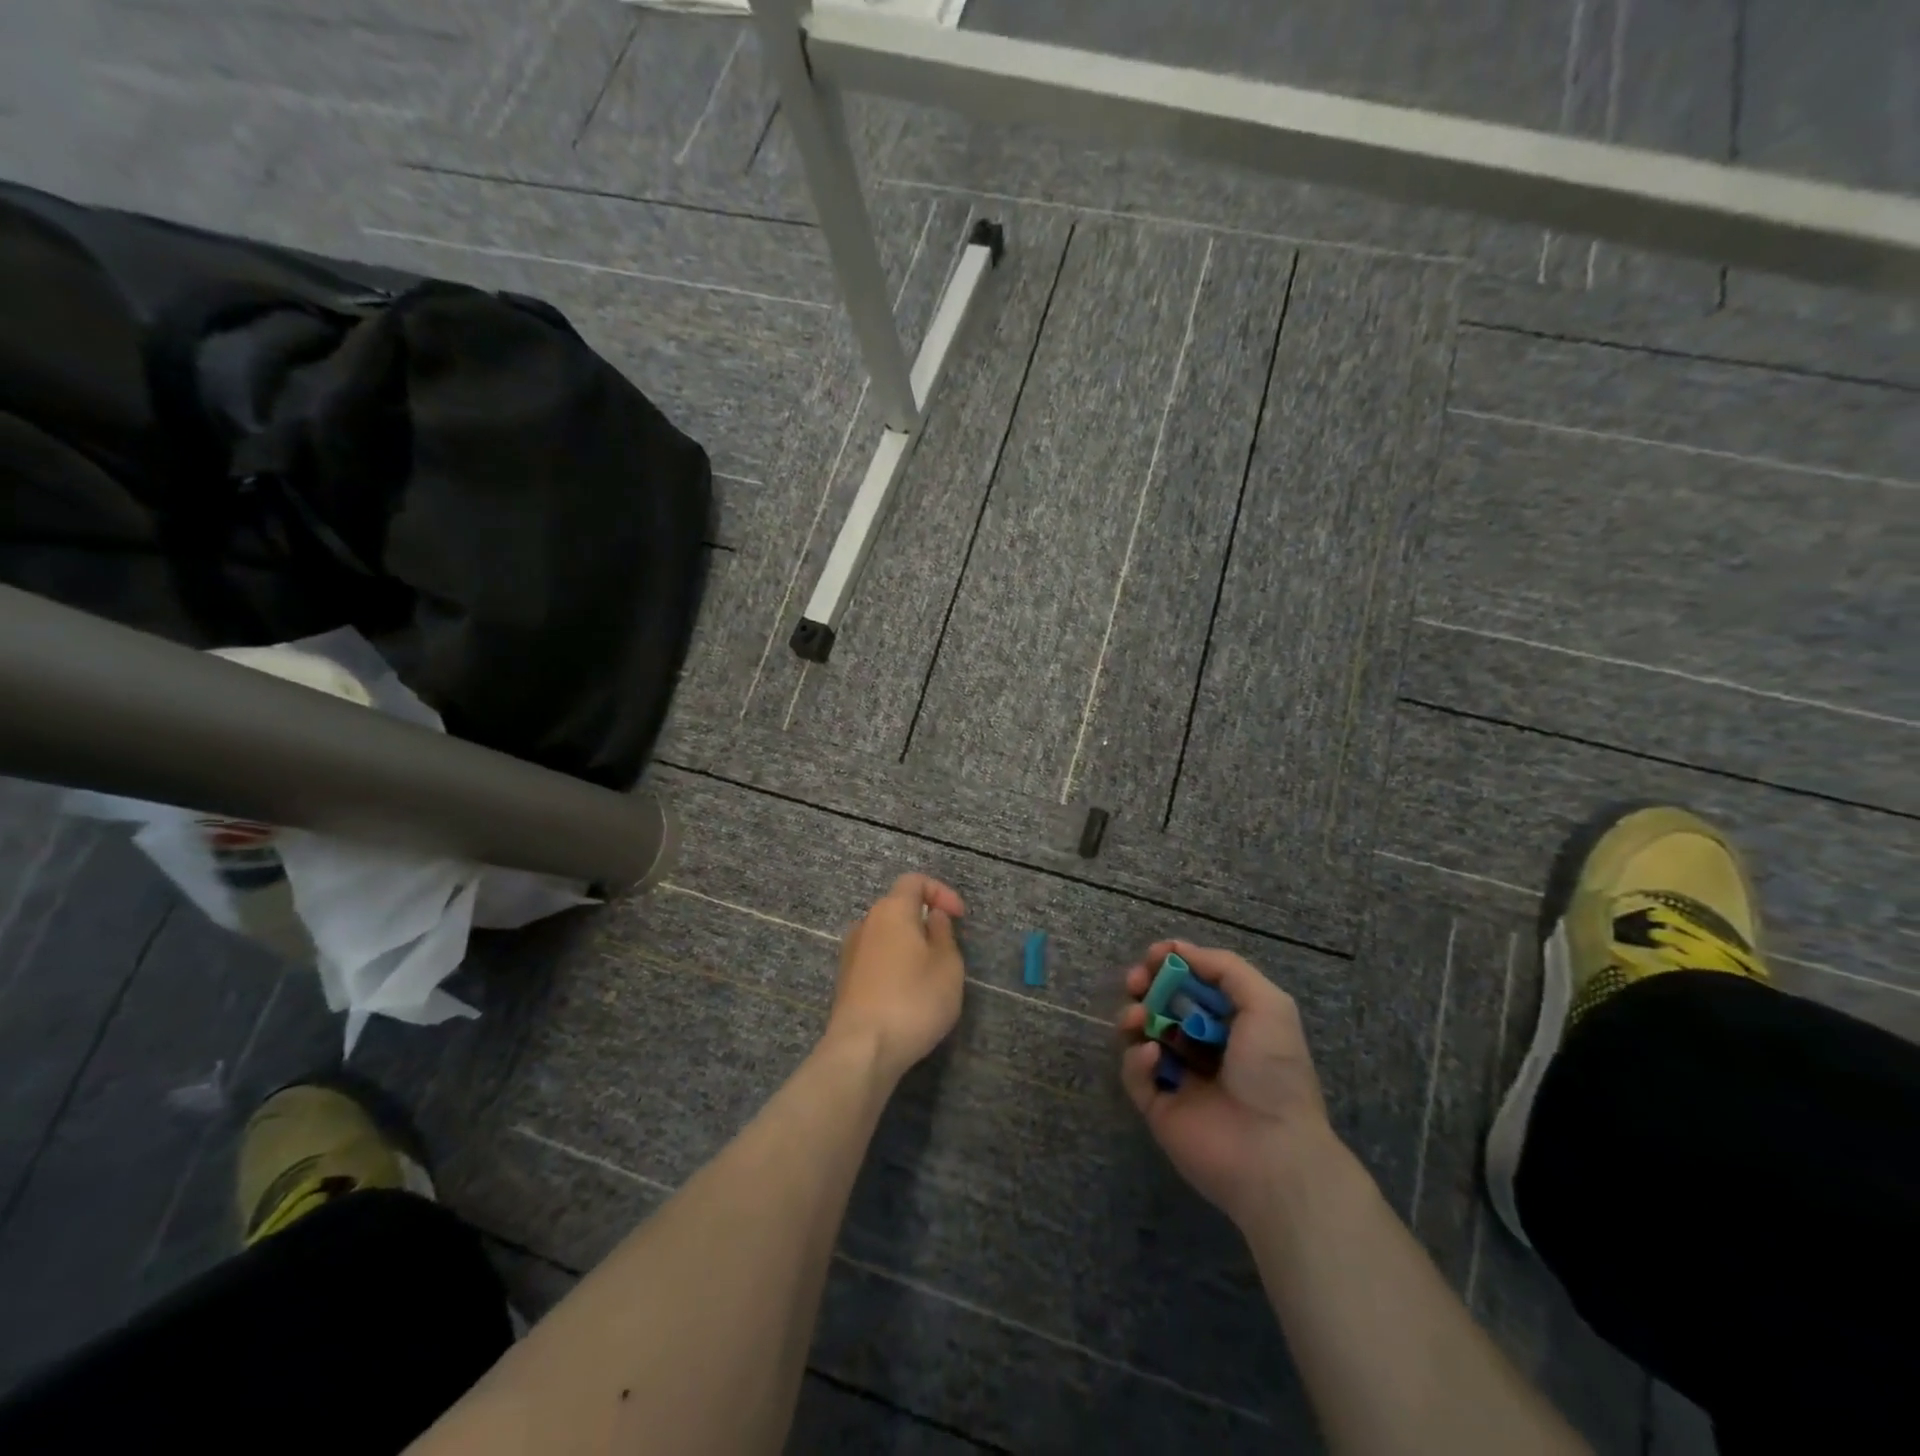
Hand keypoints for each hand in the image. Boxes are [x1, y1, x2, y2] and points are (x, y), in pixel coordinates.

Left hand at [827, 873, 966, 1081]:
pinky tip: (907, 994)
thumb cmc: (914, 1000)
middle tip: (948, 948)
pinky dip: (894, 965)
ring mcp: (851, 952)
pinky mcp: (845, 980)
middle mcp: (866, 923)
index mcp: (892, 910)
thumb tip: (932, 916)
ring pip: (886, 935)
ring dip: (909, 945)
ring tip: (929, 974)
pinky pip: (876, 959)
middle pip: (898, 907)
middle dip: (924, 920)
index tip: (959, 917)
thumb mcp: (948, 965)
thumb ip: (943, 933)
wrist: (862, 1049)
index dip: (941, 892)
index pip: (914, 881)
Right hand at [1118, 941, 1334, 1224]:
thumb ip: (1226, 968)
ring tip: (1138, 1017)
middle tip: (1136, 981)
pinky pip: (1135, 1074)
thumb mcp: (1268, 1005)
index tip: (1155, 954)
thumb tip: (1181, 950)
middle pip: (1162, 1004)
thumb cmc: (1274, 1072)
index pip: (1193, 984)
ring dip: (1135, 1016)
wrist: (1272, 1154)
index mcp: (1232, 1023)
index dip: (1173, 965)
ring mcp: (1178, 1077)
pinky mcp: (1157, 1107)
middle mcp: (1204, 1046)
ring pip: (1142, 1035)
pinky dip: (1136, 1060)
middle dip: (1146, 985)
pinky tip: (1152, 1057)